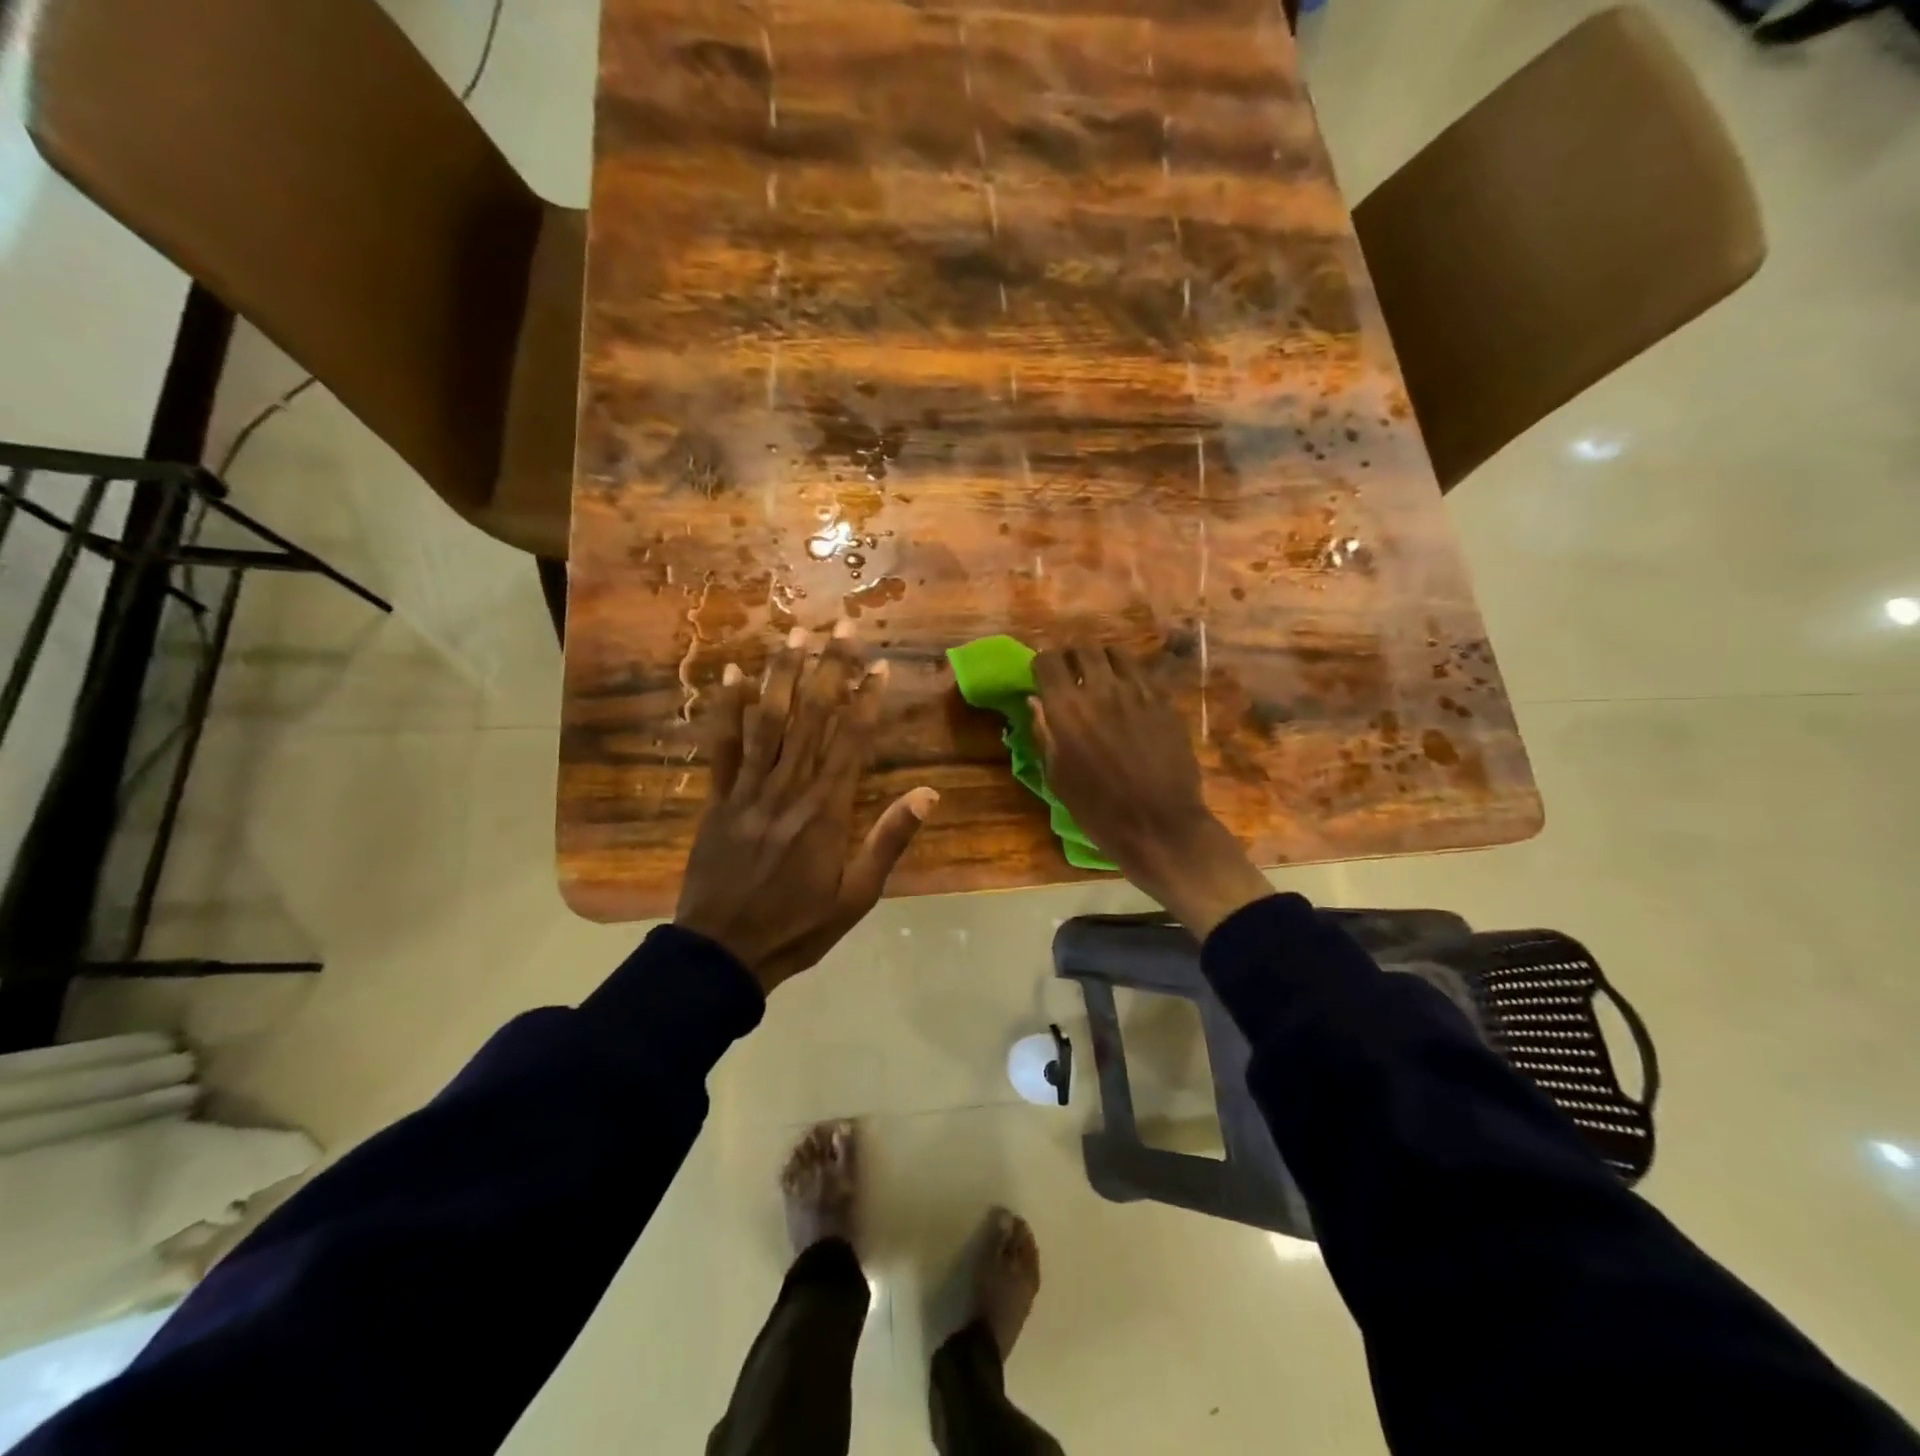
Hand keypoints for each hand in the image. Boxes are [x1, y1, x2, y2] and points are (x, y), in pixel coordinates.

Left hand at [676, 623, 937, 993]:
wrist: (724, 953)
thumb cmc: (799, 926)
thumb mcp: (858, 895)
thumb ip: (890, 840)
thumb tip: (929, 794)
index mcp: (827, 810)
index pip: (852, 741)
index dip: (867, 699)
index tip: (879, 664)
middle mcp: (789, 788)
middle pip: (812, 717)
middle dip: (829, 667)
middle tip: (840, 624)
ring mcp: (749, 790)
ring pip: (768, 721)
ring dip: (783, 673)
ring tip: (795, 632)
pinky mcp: (718, 799)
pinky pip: (722, 747)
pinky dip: (726, 709)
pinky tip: (731, 674)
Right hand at [1031, 646, 1271, 938]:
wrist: (1159, 825)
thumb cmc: (1098, 810)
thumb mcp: (1057, 777)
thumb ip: (1044, 733)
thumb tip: (1036, 701)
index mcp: (1066, 709)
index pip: (1047, 661)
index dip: (1041, 665)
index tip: (1041, 678)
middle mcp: (1100, 689)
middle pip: (1082, 648)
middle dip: (1071, 657)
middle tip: (1070, 674)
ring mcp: (1137, 691)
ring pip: (1115, 653)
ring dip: (1101, 660)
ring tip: (1100, 677)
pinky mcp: (1163, 699)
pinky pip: (1142, 670)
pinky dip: (1129, 673)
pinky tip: (1127, 691)